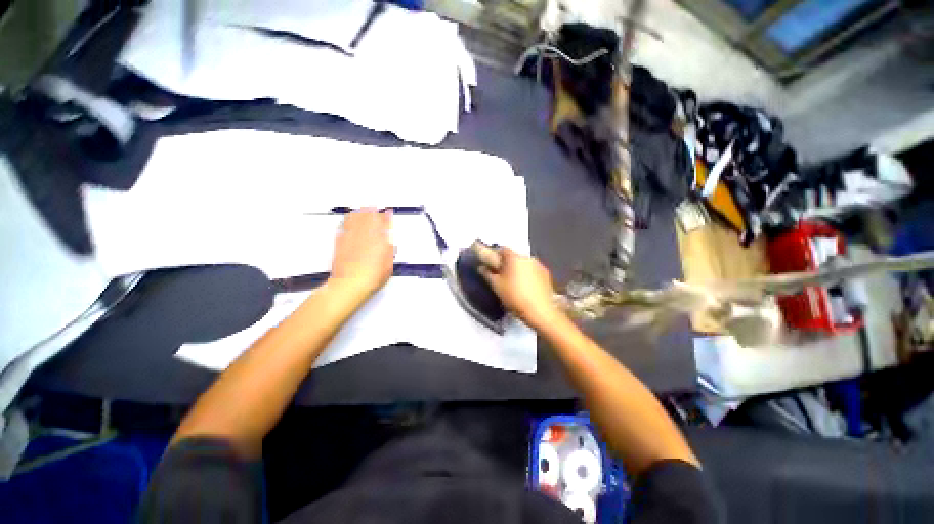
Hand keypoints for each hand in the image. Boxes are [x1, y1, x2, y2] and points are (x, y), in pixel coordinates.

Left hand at [330, 209, 394, 299]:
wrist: (351, 283)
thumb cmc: (371, 276)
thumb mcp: (389, 262)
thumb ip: (389, 246)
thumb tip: (389, 235)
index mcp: (379, 239)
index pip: (384, 222)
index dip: (387, 216)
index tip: (388, 213)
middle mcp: (364, 235)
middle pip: (368, 216)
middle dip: (373, 210)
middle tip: (375, 208)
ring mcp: (351, 237)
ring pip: (355, 218)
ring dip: (360, 212)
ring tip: (363, 210)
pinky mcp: (340, 242)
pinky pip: (343, 225)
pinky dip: (347, 220)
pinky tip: (348, 219)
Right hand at [479, 248, 560, 329]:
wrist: (541, 311)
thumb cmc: (515, 297)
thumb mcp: (497, 286)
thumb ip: (487, 274)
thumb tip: (481, 267)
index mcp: (514, 257)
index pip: (502, 249)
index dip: (495, 255)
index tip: (491, 264)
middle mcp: (528, 257)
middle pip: (514, 256)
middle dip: (507, 263)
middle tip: (501, 275)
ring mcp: (539, 265)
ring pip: (524, 264)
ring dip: (518, 269)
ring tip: (514, 283)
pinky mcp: (547, 275)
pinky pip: (533, 271)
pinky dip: (528, 275)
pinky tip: (526, 287)